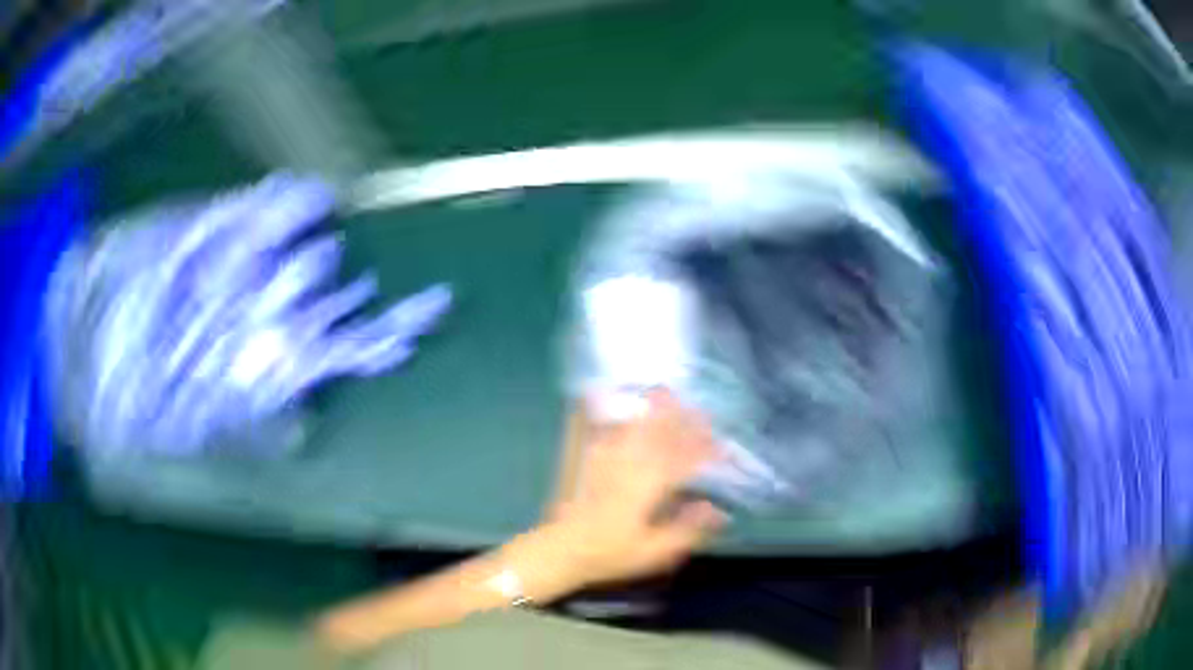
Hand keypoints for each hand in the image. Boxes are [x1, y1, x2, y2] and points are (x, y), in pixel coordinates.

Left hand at [542, 390, 726, 590]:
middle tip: (699, 408)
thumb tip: (717, 510)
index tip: (720, 443)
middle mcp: (629, 465)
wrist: (561, 549)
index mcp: (648, 486)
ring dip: (652, 410)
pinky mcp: (585, 461)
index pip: (683, 460)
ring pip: (633, 427)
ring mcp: (605, 460)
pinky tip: (615, 403)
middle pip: (658, 434)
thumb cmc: (610, 554)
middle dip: (681, 419)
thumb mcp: (654, 551)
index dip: (703, 450)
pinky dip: (614, 415)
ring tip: (665, 391)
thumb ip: (687, 529)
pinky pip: (602, 430)